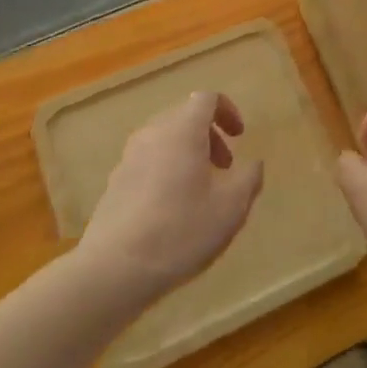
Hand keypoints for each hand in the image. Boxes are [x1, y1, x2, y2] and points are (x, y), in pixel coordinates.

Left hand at [77, 91, 264, 307]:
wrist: (113, 269)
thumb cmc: (180, 231)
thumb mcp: (230, 208)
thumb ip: (249, 179)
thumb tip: (253, 164)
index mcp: (182, 130)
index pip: (206, 98)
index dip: (227, 110)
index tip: (239, 136)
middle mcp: (153, 134)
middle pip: (185, 117)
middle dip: (210, 135)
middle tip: (225, 167)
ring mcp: (129, 157)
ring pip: (165, 139)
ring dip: (188, 153)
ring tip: (201, 190)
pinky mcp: (115, 182)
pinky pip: (148, 160)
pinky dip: (167, 169)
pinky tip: (172, 209)